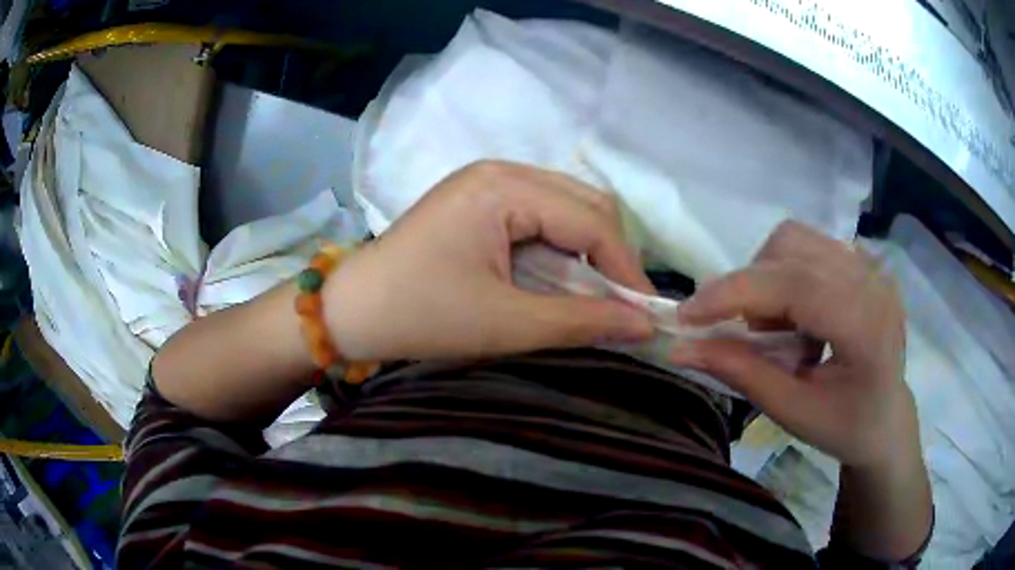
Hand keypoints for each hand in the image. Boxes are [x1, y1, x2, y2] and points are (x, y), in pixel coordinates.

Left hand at [324, 160, 654, 361]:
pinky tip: (560, 278)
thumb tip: (645, 325)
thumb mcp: (505, 324)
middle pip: (585, 204)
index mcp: (504, 188)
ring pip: (567, 207)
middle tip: (620, 306)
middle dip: (611, 256)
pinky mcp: (480, 200)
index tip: (646, 315)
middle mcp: (502, 171)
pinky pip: (542, 215)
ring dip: (588, 251)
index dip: (626, 269)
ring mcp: (488, 182)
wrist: (352, 310)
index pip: (592, 221)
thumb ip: (582, 321)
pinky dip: (562, 247)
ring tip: (594, 296)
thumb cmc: (420, 315)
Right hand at [673, 221, 919, 469]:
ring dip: (768, 277)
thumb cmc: (845, 426)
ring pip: (797, 239)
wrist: (887, 418)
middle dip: (751, 287)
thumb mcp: (792, 411)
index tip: (687, 316)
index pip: (793, 284)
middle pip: (790, 247)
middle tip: (746, 335)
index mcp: (864, 325)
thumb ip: (741, 373)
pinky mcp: (865, 261)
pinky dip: (787, 274)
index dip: (734, 292)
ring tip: (777, 326)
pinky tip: (799, 314)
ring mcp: (871, 265)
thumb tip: (679, 348)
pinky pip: (811, 246)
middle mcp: (871, 280)